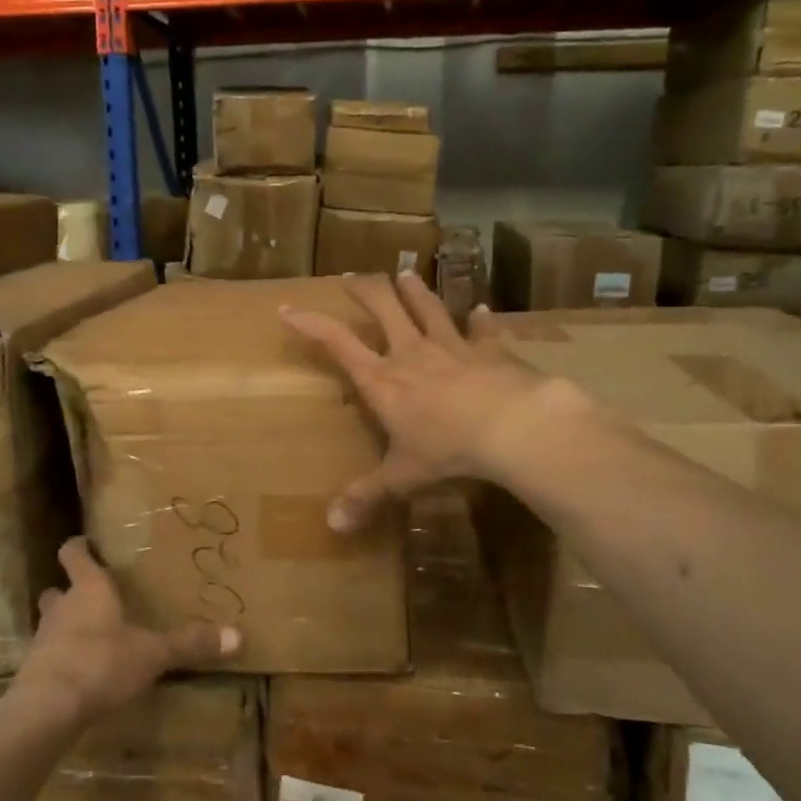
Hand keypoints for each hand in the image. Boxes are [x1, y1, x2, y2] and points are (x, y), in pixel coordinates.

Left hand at [12, 538, 240, 725]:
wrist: (47, 709)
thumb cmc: (101, 663)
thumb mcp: (153, 653)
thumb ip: (190, 643)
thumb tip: (238, 635)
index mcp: (89, 589)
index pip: (74, 554)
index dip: (78, 547)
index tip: (86, 543)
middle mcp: (62, 607)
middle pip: (57, 589)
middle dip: (70, 590)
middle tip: (92, 595)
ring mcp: (43, 639)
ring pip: (51, 621)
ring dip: (64, 624)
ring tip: (88, 634)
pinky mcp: (33, 671)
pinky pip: (48, 655)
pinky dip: (61, 657)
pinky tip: (79, 671)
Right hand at [282, 272, 563, 531]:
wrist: (513, 426)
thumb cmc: (447, 449)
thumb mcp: (403, 477)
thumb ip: (368, 496)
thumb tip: (332, 525)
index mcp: (383, 380)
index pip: (337, 342)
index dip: (309, 323)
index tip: (287, 308)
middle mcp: (412, 353)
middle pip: (384, 307)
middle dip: (365, 290)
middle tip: (352, 277)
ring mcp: (453, 346)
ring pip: (429, 308)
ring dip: (415, 291)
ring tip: (406, 275)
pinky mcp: (491, 351)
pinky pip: (483, 330)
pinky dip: (480, 320)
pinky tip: (481, 311)